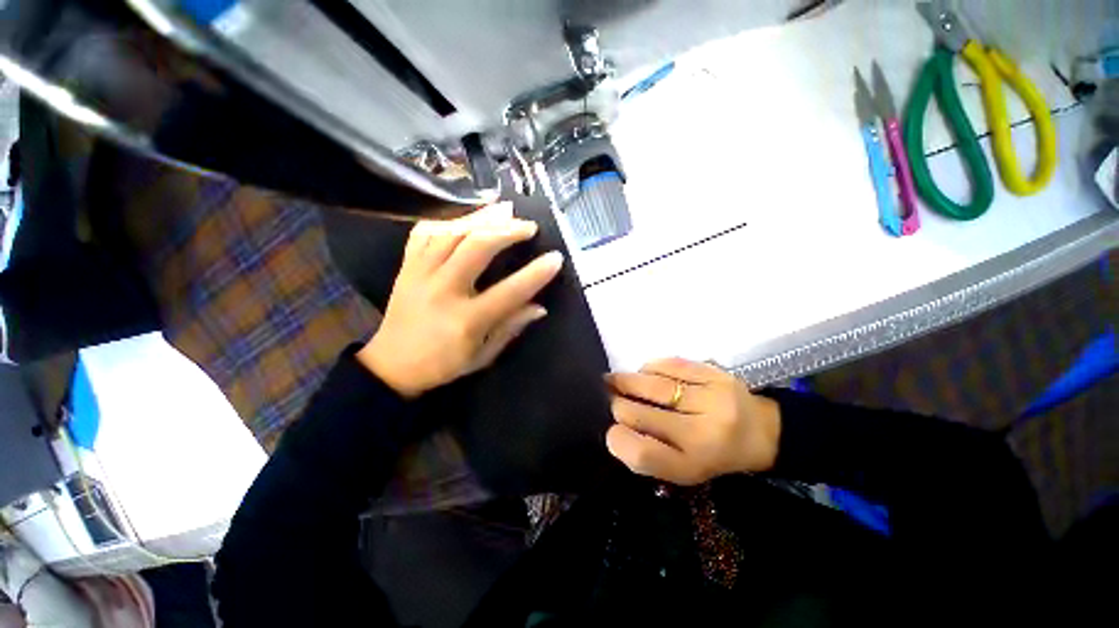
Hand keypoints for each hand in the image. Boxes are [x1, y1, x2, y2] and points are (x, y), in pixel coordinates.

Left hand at [358, 203, 563, 397]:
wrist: (391, 365)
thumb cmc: (443, 364)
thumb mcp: (482, 356)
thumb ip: (511, 328)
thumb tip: (539, 307)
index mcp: (466, 320)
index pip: (509, 292)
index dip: (536, 274)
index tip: (555, 258)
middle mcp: (443, 291)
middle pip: (476, 247)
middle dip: (507, 231)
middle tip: (528, 226)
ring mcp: (420, 275)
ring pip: (451, 233)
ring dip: (481, 217)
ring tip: (504, 209)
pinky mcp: (406, 267)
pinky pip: (424, 233)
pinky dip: (447, 220)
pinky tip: (465, 217)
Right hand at [605, 358, 780, 485]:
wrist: (762, 432)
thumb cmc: (714, 454)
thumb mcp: (683, 469)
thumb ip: (649, 455)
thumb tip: (614, 429)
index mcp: (693, 465)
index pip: (644, 454)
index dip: (618, 440)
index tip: (611, 430)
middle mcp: (704, 435)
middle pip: (641, 415)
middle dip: (617, 404)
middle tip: (608, 397)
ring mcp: (712, 400)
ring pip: (652, 386)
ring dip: (626, 382)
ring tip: (613, 380)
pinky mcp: (716, 375)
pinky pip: (670, 366)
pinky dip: (649, 368)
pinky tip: (644, 372)